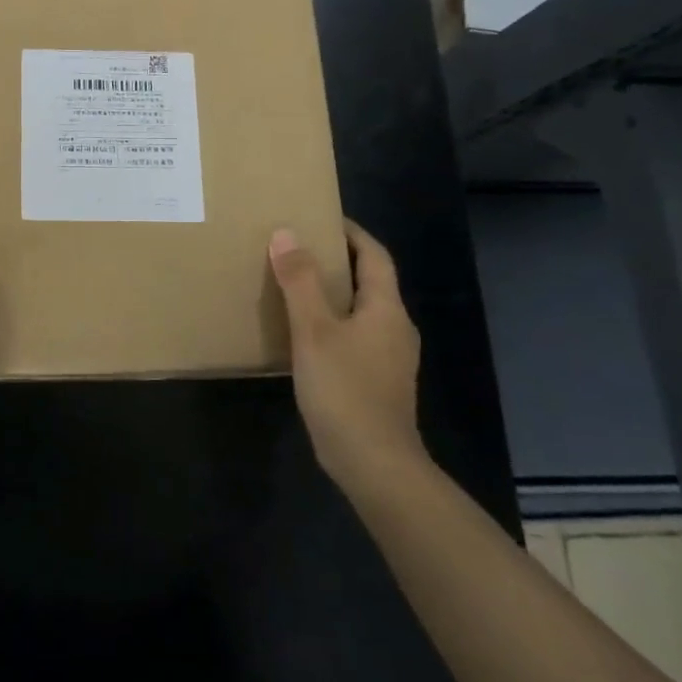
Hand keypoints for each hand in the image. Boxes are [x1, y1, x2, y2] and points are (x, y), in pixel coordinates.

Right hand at [269, 220, 427, 485]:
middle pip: (370, 281)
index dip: (351, 233)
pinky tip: (304, 334)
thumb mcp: (314, 330)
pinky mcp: (377, 381)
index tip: (321, 218)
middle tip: (297, 248)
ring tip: (294, 285)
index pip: (374, 256)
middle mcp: (395, 328)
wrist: (374, 463)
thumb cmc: (345, 389)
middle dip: (337, 261)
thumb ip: (300, 281)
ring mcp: (389, 358)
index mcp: (386, 309)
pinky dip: (332, 323)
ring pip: (361, 311)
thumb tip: (286, 234)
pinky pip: (355, 337)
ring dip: (333, 293)